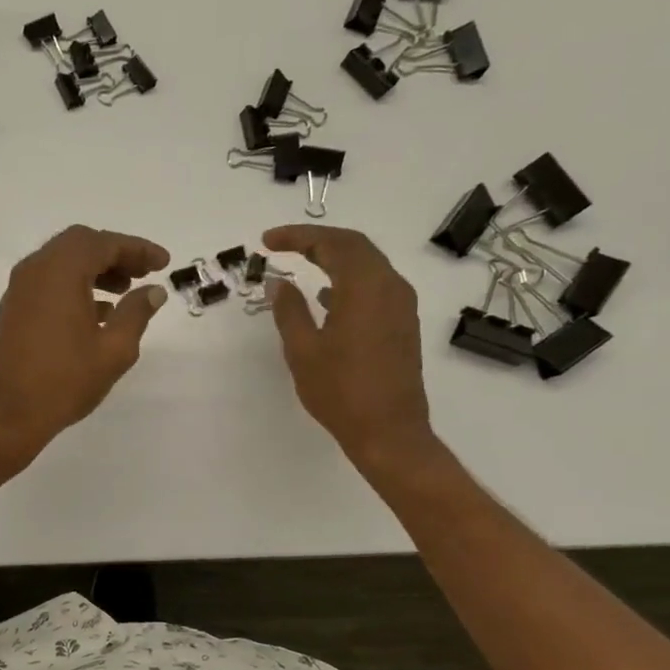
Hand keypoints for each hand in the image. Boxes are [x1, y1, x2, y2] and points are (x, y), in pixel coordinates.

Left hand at [0, 225, 170, 463]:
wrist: (4, 415)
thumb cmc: (63, 381)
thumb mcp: (113, 350)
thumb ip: (136, 313)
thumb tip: (153, 291)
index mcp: (61, 271)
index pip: (104, 242)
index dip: (137, 249)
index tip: (163, 263)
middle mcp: (35, 270)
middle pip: (79, 245)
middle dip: (114, 254)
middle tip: (141, 273)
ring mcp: (19, 290)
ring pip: (61, 263)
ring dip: (94, 270)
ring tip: (123, 293)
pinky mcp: (11, 310)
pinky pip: (47, 283)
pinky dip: (73, 286)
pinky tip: (95, 314)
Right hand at [263, 225, 438, 478]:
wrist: (388, 431)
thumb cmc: (340, 391)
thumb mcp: (303, 350)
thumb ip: (288, 310)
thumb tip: (278, 283)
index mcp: (364, 287)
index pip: (332, 243)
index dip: (297, 237)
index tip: (267, 241)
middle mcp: (390, 286)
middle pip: (354, 246)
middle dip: (317, 240)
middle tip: (282, 244)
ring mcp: (401, 305)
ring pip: (368, 264)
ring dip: (334, 257)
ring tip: (301, 262)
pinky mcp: (402, 323)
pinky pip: (375, 285)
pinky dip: (348, 278)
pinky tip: (326, 295)